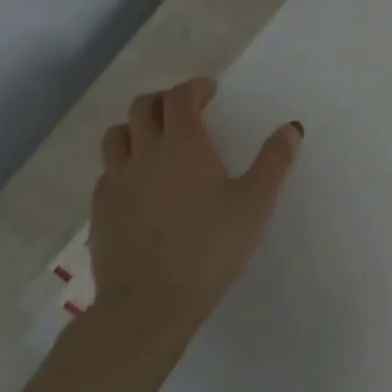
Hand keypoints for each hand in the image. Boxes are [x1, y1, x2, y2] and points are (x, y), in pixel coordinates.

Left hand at [85, 78, 302, 376]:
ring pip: (117, 136)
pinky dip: (123, 164)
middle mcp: (145, 153)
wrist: (149, 303)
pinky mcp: (100, 210)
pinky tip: (140, 185)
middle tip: (185, 111)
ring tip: (156, 142)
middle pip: (142, 107)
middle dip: (164, 101)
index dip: (195, 88)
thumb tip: (291, 127)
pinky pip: (108, 171)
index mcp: (184, 145)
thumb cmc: (211, 248)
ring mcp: (116, 181)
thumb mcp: (255, 204)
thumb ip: (274, 162)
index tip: (210, 92)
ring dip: (136, 127)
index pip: (180, 98)